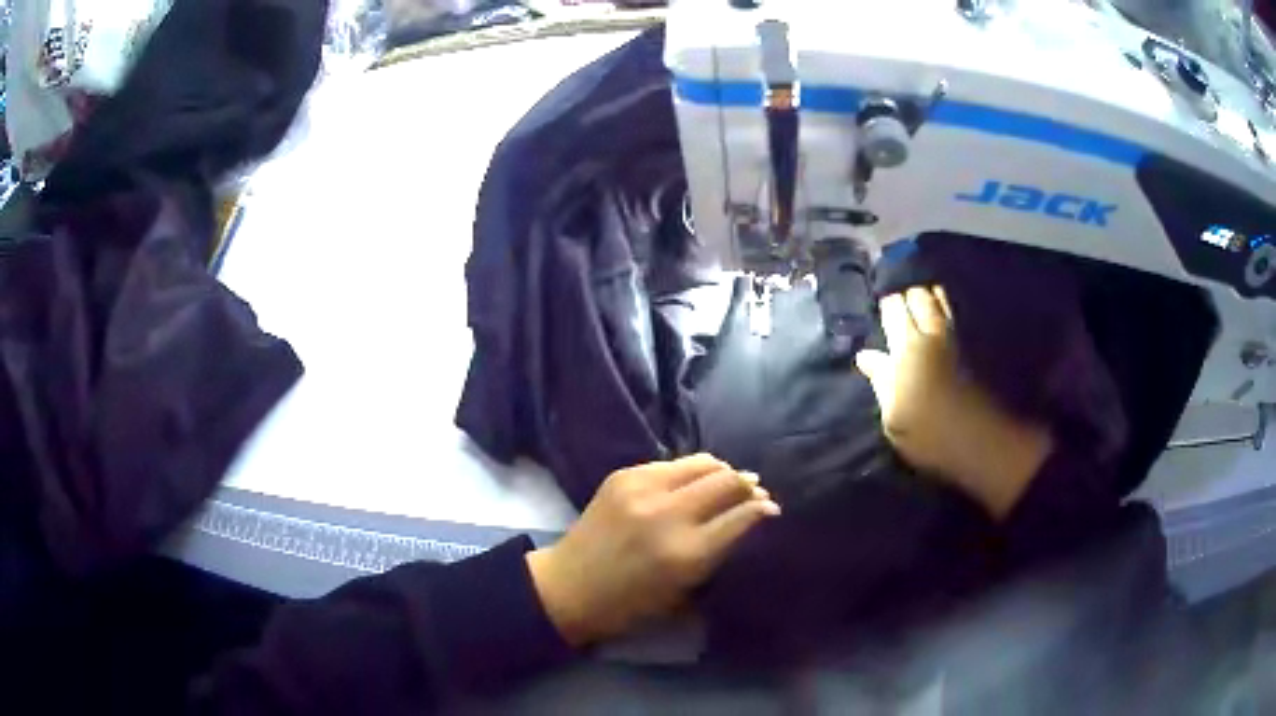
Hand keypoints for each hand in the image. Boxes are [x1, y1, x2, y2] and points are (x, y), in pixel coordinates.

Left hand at [526, 454, 779, 645]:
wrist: (569, 586)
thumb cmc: (630, 603)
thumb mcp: (684, 591)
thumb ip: (718, 554)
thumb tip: (747, 519)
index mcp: (687, 553)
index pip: (742, 516)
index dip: (763, 508)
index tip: (771, 508)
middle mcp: (669, 515)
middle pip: (728, 481)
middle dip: (749, 484)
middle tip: (755, 491)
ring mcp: (644, 489)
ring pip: (703, 462)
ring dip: (723, 471)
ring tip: (728, 480)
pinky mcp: (623, 476)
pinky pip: (671, 464)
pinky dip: (690, 472)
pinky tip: (692, 482)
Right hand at [855, 287, 1052, 518]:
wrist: (981, 442)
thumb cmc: (929, 435)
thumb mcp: (894, 417)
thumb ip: (881, 381)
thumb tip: (865, 355)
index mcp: (907, 348)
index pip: (893, 307)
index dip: (886, 308)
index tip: (881, 318)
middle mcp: (932, 333)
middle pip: (919, 294)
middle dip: (908, 298)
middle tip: (900, 314)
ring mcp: (956, 337)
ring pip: (940, 299)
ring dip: (929, 299)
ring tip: (920, 314)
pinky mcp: (973, 346)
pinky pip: (954, 316)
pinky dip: (944, 311)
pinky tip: (939, 324)